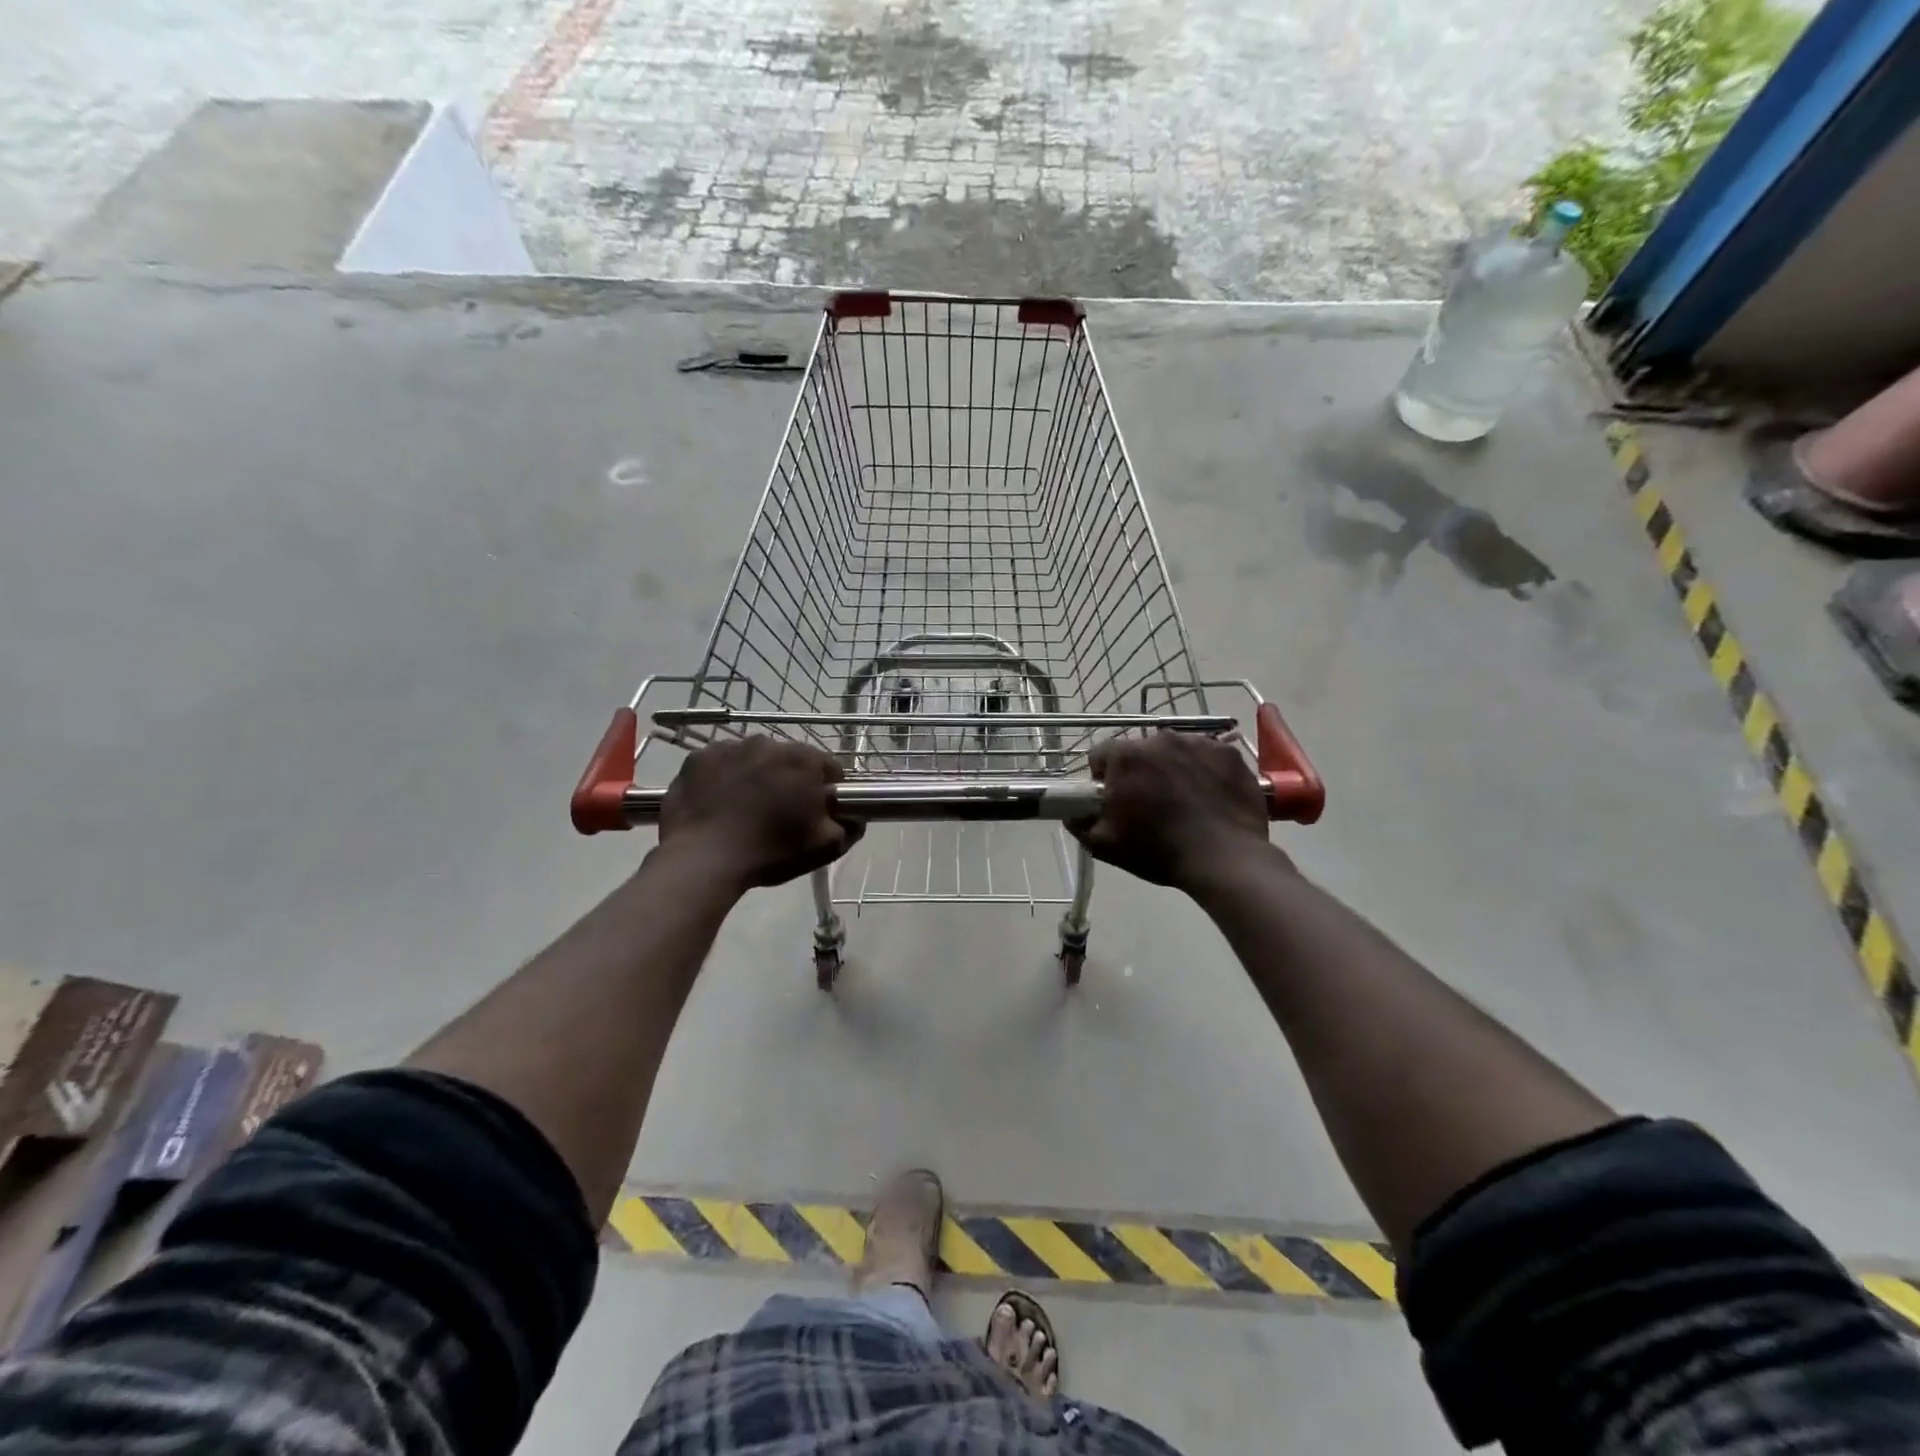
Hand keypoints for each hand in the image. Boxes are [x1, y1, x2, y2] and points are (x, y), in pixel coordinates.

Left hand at [658, 738, 862, 889]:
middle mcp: (770, 743)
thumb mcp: (824, 848)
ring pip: (754, 758)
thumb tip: (857, 816)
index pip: (828, 768)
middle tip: (779, 813)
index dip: (826, 790)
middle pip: (789, 759)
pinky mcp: (699, 757)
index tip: (815, 812)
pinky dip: (723, 777)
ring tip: (745, 808)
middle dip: (789, 780)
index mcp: (804, 760)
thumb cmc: (770, 852)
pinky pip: (721, 763)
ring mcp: (730, 746)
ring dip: (756, 775)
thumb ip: (850, 828)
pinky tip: (719, 803)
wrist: (702, 860)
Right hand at [1068, 731, 1273, 891]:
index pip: (1100, 756)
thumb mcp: (1104, 845)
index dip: (1103, 779)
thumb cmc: (1158, 851)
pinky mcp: (1228, 753)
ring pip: (1173, 751)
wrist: (1224, 858)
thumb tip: (1073, 813)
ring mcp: (1198, 742)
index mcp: (1125, 756)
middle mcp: (1159, 739)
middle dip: (1138, 772)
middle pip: (1138, 751)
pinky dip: (1203, 770)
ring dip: (1171, 769)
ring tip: (1182, 802)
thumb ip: (1079, 823)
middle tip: (1149, 805)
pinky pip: (1206, 756)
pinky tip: (1208, 797)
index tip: (1114, 802)